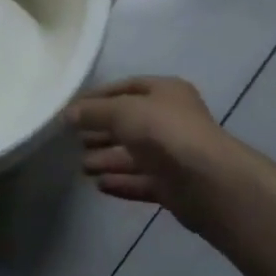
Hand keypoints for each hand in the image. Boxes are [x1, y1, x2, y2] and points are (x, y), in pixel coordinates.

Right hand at [67, 77, 234, 224]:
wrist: (208, 182)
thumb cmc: (165, 132)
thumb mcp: (123, 111)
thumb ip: (94, 112)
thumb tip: (67, 114)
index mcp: (165, 91)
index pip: (125, 88)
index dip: (98, 97)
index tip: (71, 110)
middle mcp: (171, 119)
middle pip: (129, 122)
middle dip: (101, 131)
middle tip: (72, 140)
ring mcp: (174, 154)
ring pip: (134, 154)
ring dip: (107, 159)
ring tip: (82, 166)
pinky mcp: (174, 186)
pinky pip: (141, 180)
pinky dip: (121, 181)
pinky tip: (99, 185)